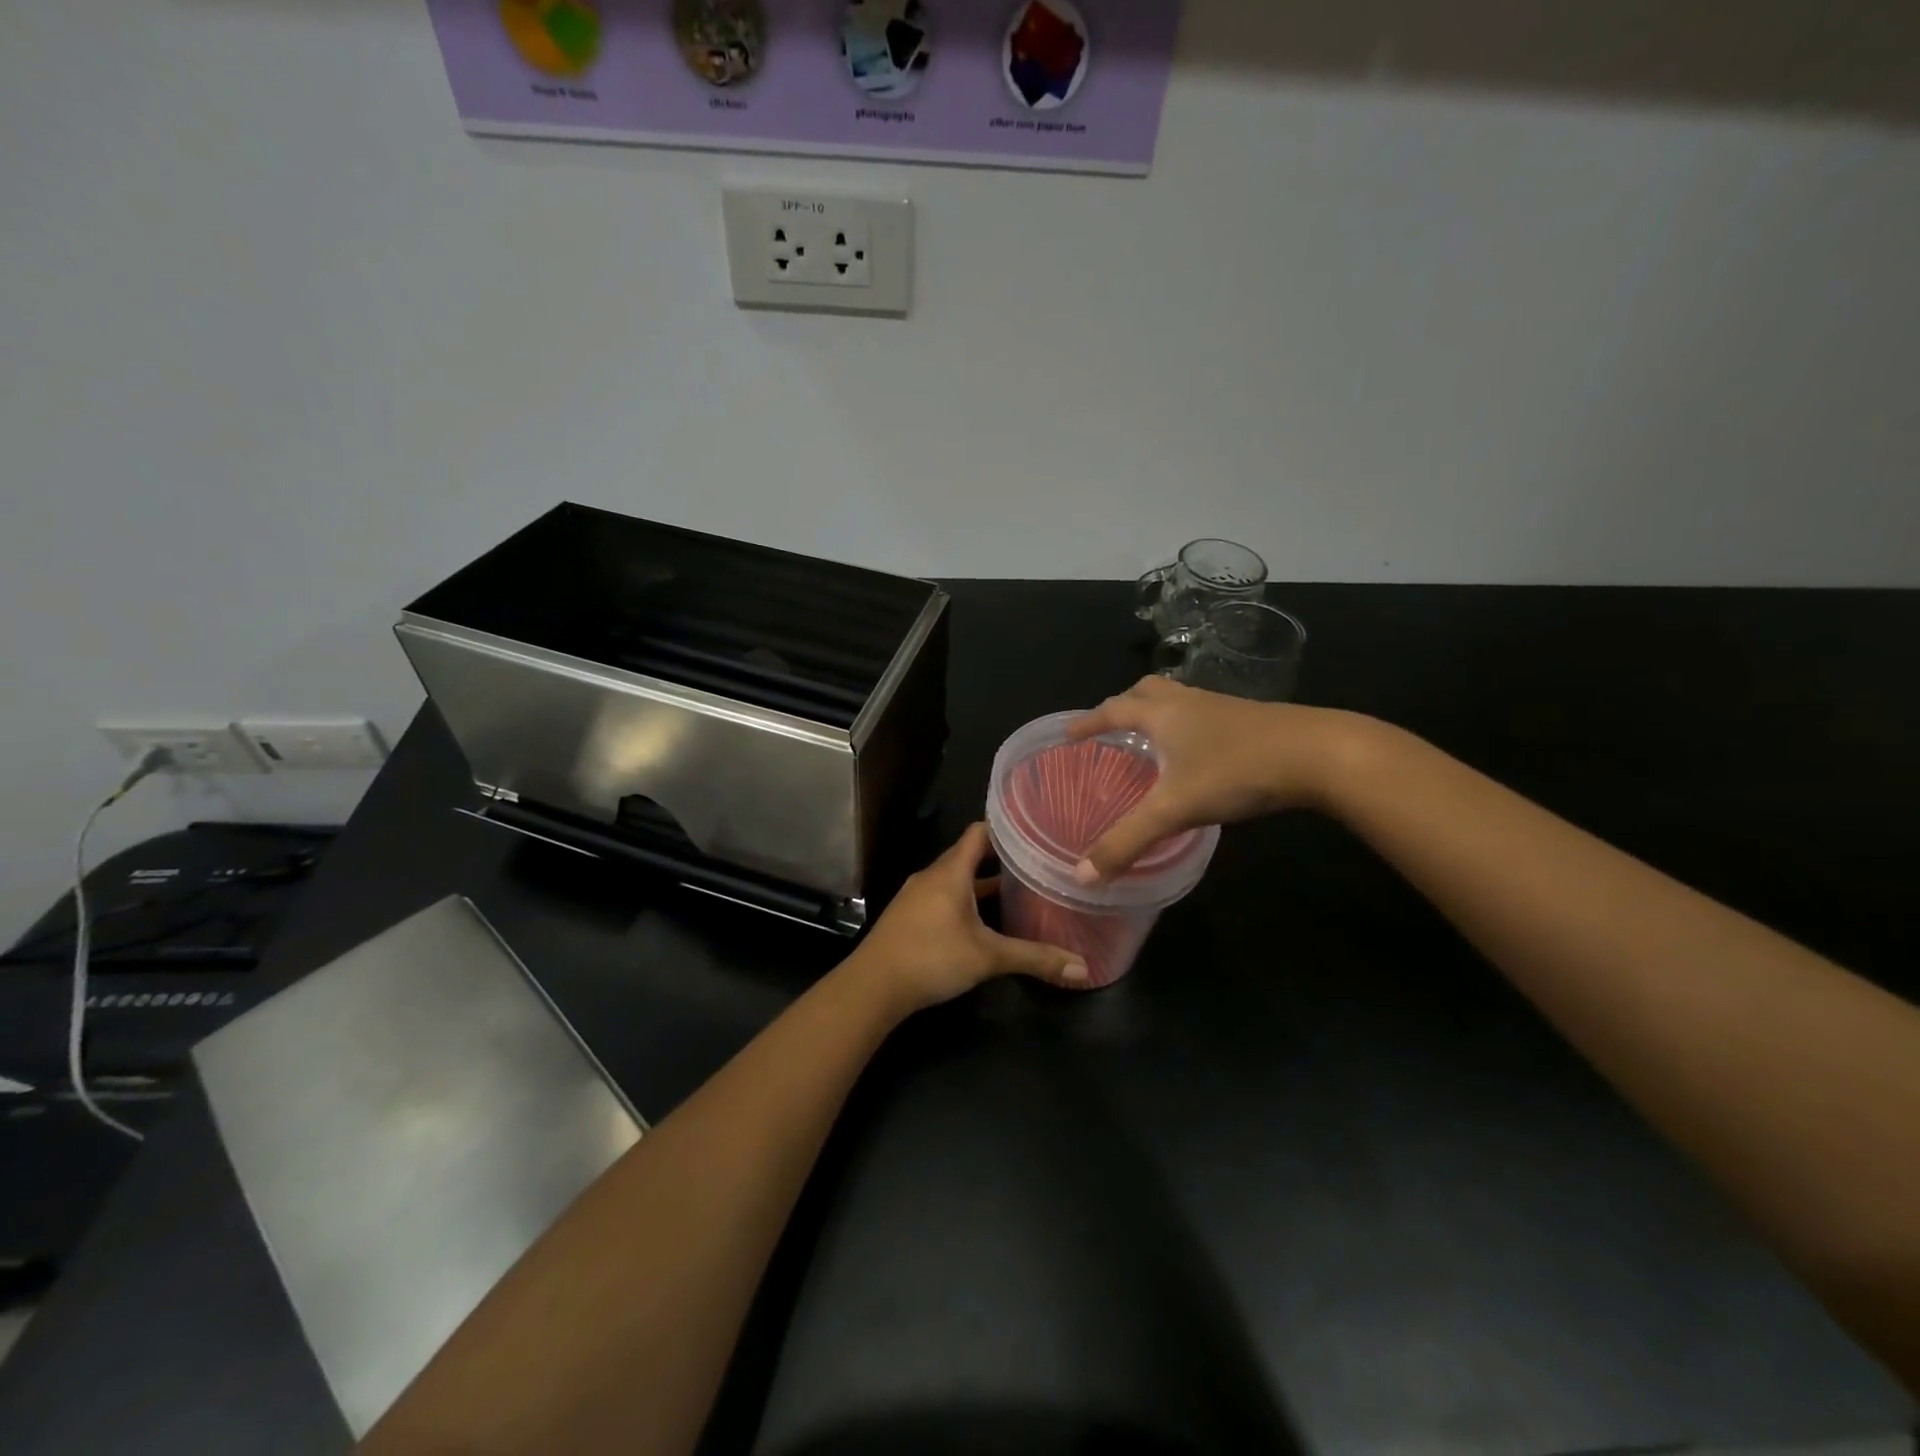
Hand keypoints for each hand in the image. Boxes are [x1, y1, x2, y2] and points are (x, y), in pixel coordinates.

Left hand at [845, 823, 1089, 1013]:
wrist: (872, 986)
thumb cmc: (931, 957)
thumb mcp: (988, 957)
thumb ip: (1034, 958)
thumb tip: (1083, 967)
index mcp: (951, 871)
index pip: (979, 832)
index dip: (1005, 828)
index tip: (1034, 830)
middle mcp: (932, 875)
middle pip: (968, 856)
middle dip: (1000, 859)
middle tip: (1034, 862)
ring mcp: (917, 896)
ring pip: (955, 879)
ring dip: (981, 883)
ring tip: (1015, 891)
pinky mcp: (909, 916)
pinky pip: (943, 896)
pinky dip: (964, 900)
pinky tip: (982, 921)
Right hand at [1067, 676, 1366, 879]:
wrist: (1319, 753)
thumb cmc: (1236, 771)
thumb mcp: (1175, 810)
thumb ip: (1127, 841)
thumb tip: (1082, 875)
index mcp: (1162, 714)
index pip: (1112, 710)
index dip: (1087, 721)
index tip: (1067, 733)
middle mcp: (1188, 702)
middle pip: (1146, 691)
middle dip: (1123, 706)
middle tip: (1110, 728)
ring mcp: (1223, 708)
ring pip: (1179, 700)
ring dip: (1158, 713)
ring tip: (1150, 740)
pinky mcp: (1251, 720)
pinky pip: (1204, 715)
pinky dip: (1188, 727)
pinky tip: (1198, 754)